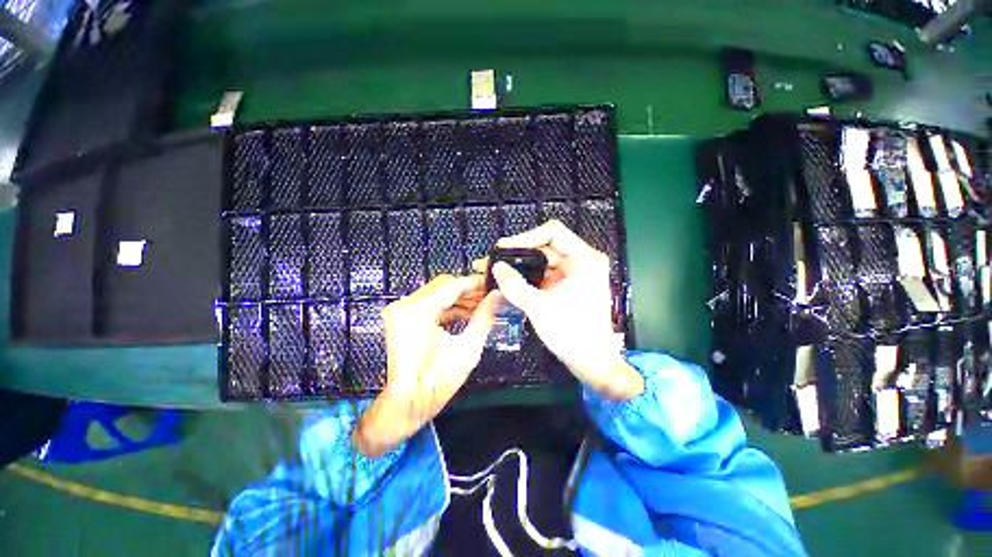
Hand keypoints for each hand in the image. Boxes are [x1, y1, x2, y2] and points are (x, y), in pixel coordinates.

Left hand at [355, 275, 500, 456]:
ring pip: (436, 293)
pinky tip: (463, 313)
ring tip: (480, 305)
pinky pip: (428, 304)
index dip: (475, 283)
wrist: (402, 407)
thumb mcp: (467, 350)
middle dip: (468, 290)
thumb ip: (484, 318)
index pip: (453, 285)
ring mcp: (400, 311)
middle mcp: (405, 306)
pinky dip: (446, 306)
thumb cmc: (433, 385)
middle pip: (443, 285)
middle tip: (488, 296)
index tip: (491, 284)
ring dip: (458, 298)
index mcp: (419, 311)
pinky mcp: (400, 318)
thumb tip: (496, 298)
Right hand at [486, 220, 642, 400]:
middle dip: (519, 253)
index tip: (503, 248)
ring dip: (521, 267)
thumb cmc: (572, 334)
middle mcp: (582, 261)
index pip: (553, 232)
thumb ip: (515, 285)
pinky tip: (511, 282)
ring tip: (498, 271)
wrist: (592, 363)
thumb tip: (497, 267)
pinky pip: (545, 275)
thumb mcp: (539, 308)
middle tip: (495, 260)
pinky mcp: (568, 286)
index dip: (526, 237)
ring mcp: (575, 274)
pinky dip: (529, 278)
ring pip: (543, 262)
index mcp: (584, 260)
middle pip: (546, 247)